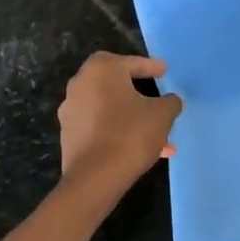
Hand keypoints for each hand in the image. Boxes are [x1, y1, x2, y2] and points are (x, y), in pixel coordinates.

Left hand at [58, 52, 182, 194]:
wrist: (95, 178)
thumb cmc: (130, 134)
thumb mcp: (162, 114)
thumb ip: (170, 101)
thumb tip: (170, 100)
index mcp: (102, 70)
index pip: (132, 62)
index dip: (151, 67)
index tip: (164, 71)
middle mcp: (81, 84)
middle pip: (117, 84)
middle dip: (139, 93)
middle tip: (156, 98)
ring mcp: (71, 110)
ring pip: (110, 108)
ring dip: (131, 117)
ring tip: (157, 135)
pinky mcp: (69, 135)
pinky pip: (100, 126)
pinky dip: (118, 131)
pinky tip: (140, 148)